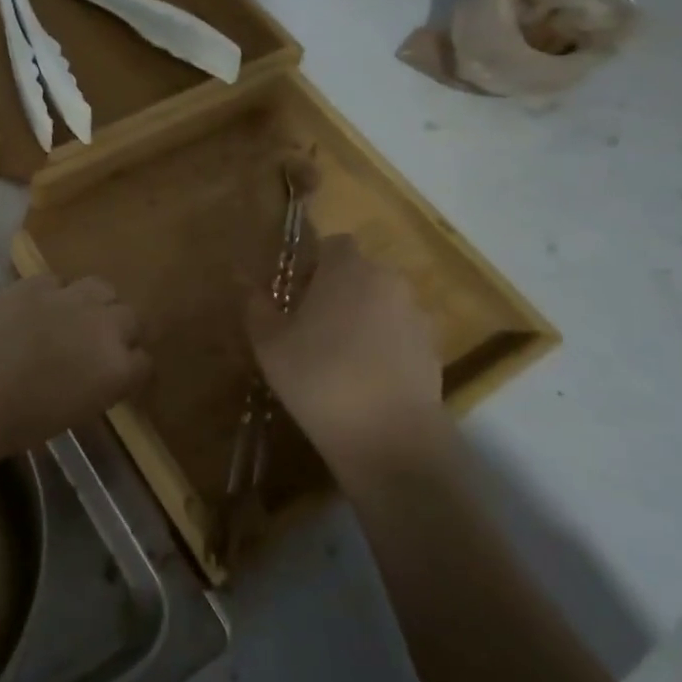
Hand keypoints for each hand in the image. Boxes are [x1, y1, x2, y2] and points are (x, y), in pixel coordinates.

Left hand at [0, 275, 148, 475]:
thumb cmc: (9, 427)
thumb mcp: (67, 416)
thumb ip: (93, 388)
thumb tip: (93, 375)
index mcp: (116, 371)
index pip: (144, 362)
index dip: (131, 369)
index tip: (117, 376)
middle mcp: (103, 327)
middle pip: (131, 317)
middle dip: (120, 330)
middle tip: (95, 345)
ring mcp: (68, 298)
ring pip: (101, 287)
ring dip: (93, 303)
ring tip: (72, 318)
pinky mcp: (32, 283)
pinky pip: (58, 280)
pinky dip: (53, 294)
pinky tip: (34, 309)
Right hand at [244, 234, 445, 481]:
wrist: (389, 436)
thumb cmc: (318, 377)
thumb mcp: (269, 344)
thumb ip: (257, 307)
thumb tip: (248, 286)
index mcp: (347, 268)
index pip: (333, 245)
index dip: (313, 265)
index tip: (296, 296)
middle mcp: (387, 280)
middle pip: (359, 273)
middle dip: (338, 291)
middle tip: (311, 327)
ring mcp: (416, 315)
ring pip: (381, 304)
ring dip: (362, 318)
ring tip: (339, 357)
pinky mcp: (434, 349)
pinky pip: (400, 334)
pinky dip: (384, 345)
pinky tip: (365, 379)